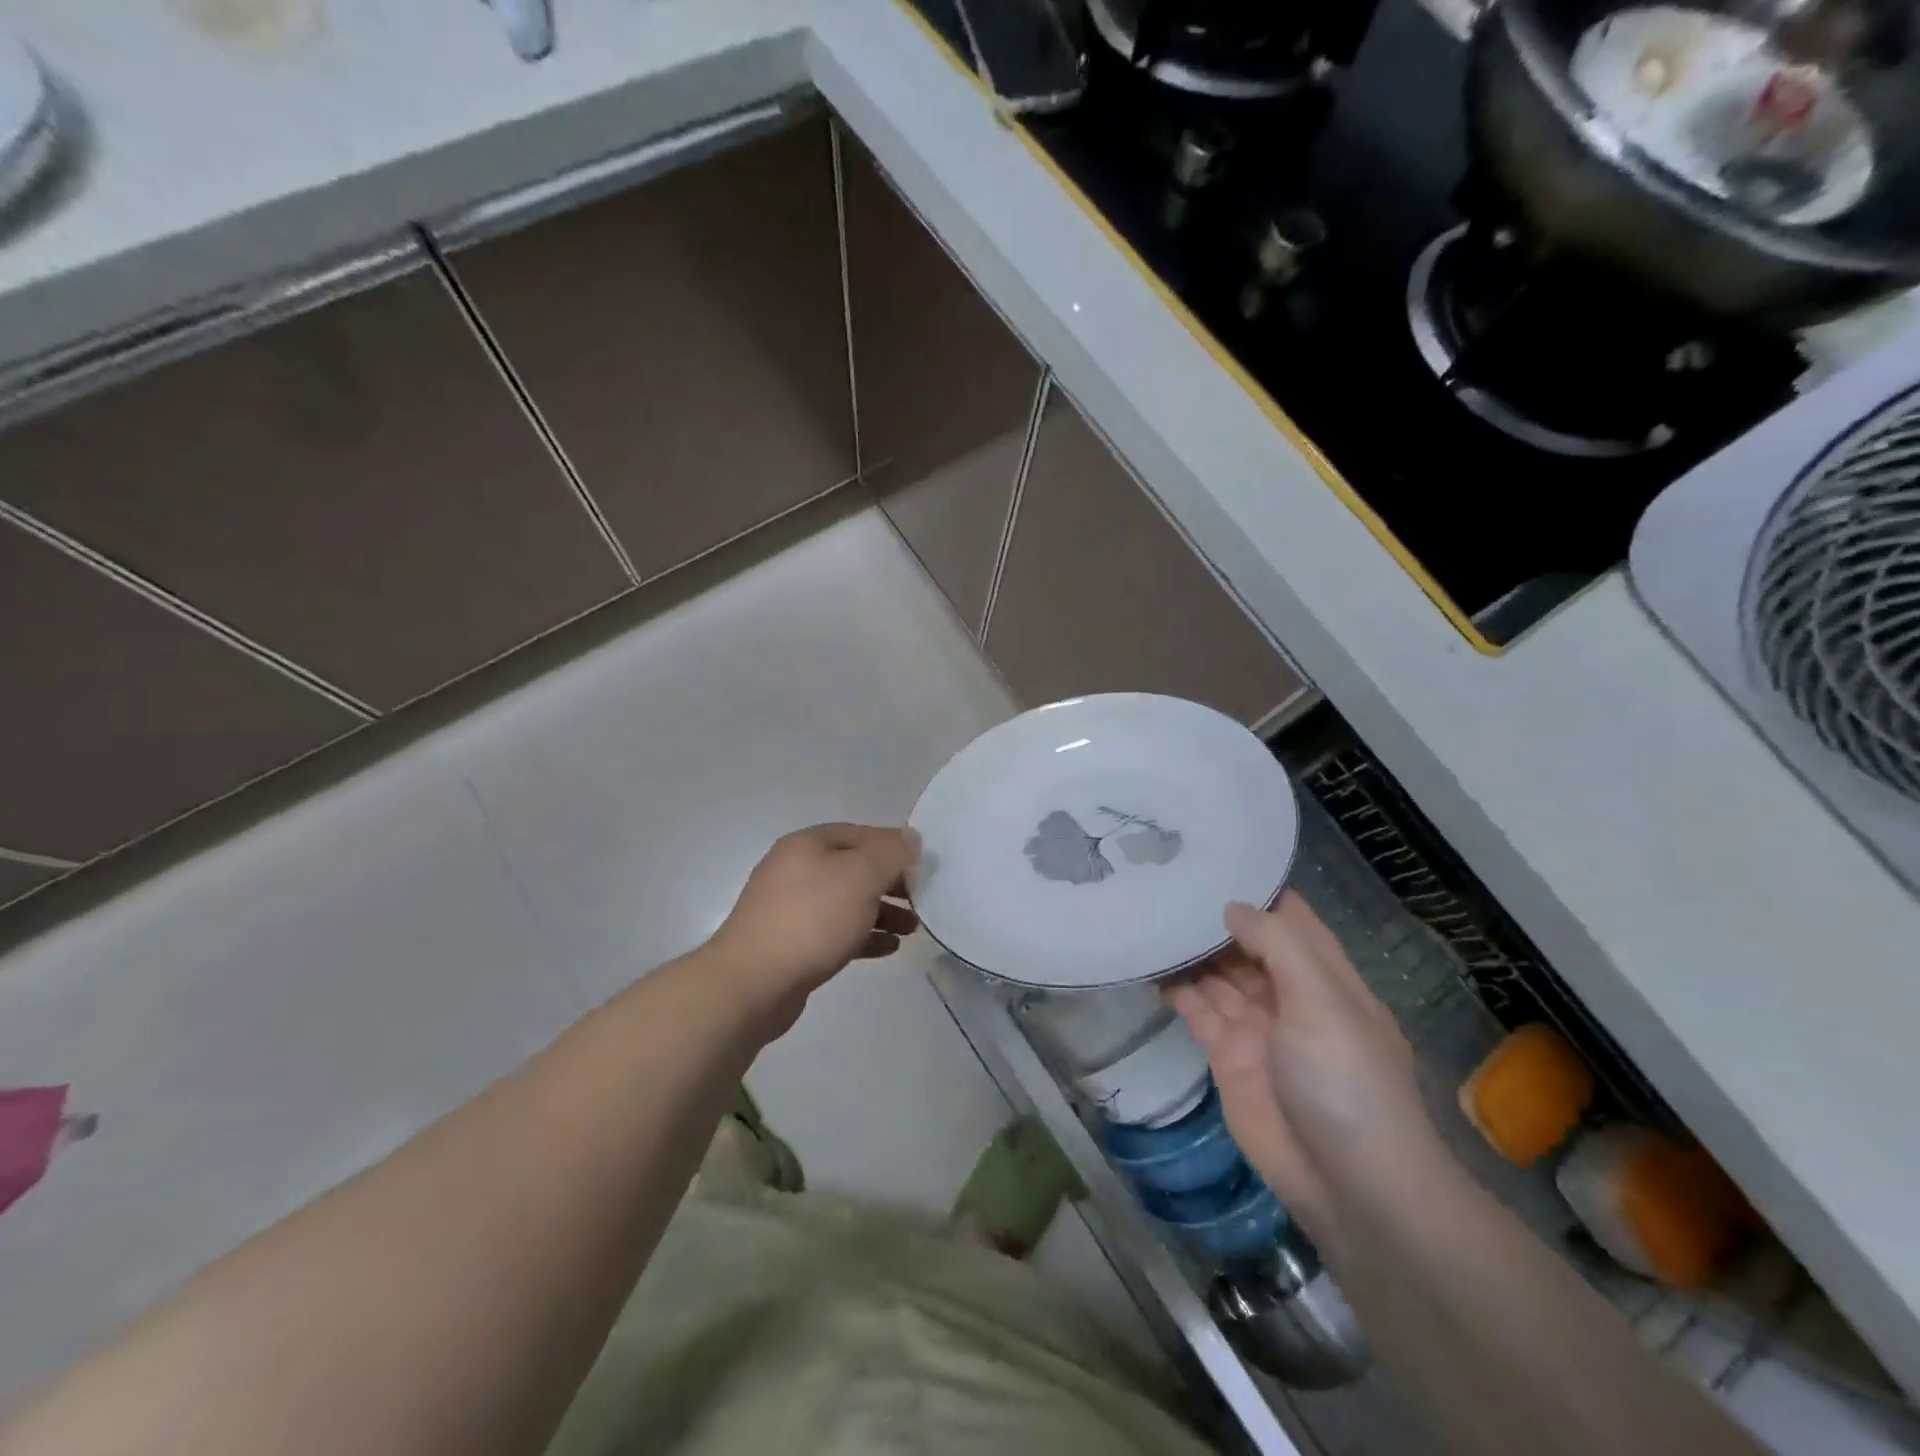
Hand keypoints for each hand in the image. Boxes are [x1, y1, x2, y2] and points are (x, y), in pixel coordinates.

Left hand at [708, 823, 918, 1028]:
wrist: (752, 983)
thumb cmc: (812, 920)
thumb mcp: (861, 876)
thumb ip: (890, 853)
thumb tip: (910, 839)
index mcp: (808, 844)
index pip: (861, 834)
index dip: (894, 846)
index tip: (924, 867)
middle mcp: (796, 870)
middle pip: (854, 868)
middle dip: (890, 883)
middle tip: (921, 900)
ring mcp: (790, 908)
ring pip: (847, 902)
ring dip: (881, 912)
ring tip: (912, 929)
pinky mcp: (791, 944)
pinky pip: (836, 931)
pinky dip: (863, 936)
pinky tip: (889, 948)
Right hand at [1166, 892, 1441, 1248]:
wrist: (1348, 1184)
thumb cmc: (1346, 1080)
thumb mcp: (1323, 1001)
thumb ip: (1278, 945)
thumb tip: (1231, 906)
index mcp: (1323, 975)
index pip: (1289, 917)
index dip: (1256, 888)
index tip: (1213, 856)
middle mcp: (1288, 992)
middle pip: (1245, 943)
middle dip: (1212, 916)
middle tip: (1163, 878)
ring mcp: (1256, 1024)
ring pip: (1216, 973)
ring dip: (1189, 949)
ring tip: (1148, 912)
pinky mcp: (1227, 1055)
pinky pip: (1196, 1009)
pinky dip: (1175, 987)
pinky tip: (1147, 962)